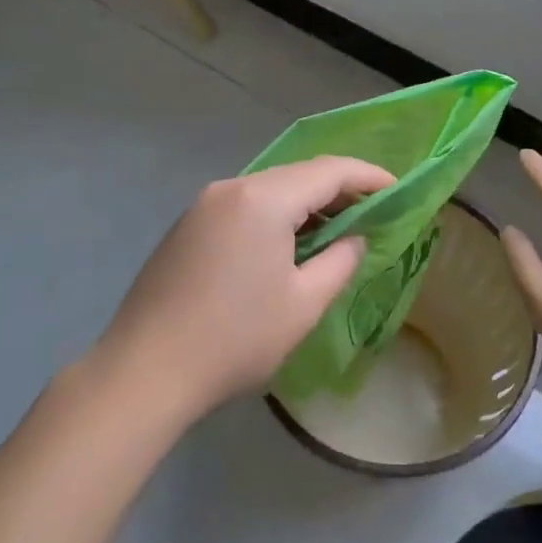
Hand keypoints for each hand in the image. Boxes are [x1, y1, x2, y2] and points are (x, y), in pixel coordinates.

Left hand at [91, 156, 395, 427]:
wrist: (144, 371)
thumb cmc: (235, 339)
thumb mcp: (303, 304)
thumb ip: (340, 261)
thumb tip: (354, 238)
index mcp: (263, 199)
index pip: (328, 171)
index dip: (367, 177)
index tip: (397, 190)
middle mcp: (232, 188)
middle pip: (297, 174)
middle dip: (338, 189)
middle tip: (372, 213)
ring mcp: (203, 204)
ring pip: (269, 189)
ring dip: (305, 203)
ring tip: (335, 229)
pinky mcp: (187, 225)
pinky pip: (244, 205)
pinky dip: (275, 214)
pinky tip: (286, 242)